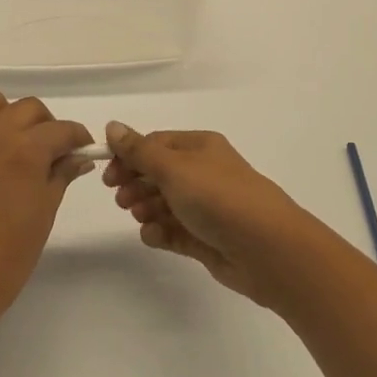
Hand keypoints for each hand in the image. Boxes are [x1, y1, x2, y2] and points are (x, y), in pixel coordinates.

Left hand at [0, 90, 94, 329]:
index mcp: (26, 149)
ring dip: (3, 116)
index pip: (61, 129)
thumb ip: (60, 176)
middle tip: (47, 152)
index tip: (80, 150)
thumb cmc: (7, 257)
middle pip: (27, 108)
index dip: (76, 138)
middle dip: (44, 126)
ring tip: (7, 144)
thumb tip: (78, 157)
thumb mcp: (44, 214)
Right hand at [104, 121, 316, 305]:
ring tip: (139, 217)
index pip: (155, 145)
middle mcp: (204, 173)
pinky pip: (175, 231)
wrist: (268, 250)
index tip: (108, 175)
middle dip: (136, 184)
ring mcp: (207, 207)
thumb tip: (112, 125)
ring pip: (165, 203)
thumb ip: (139, 151)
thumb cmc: (218, 198)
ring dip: (146, 208)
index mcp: (200, 147)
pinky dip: (161, 232)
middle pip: (158, 174)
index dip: (129, 157)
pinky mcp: (207, 238)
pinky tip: (153, 236)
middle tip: (120, 200)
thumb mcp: (173, 168)